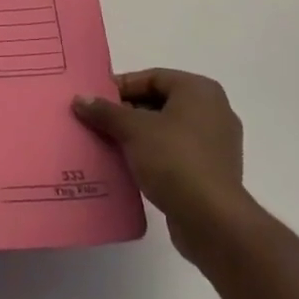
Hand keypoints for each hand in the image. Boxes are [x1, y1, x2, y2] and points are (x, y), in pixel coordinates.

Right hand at [73, 69, 247, 262]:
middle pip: (160, 103)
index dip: (122, 87)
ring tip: (110, 144)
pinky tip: (131, 167)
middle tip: (99, 122)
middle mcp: (214, 111)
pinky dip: (155, 156)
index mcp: (199, 90)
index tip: (96, 100)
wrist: (212, 220)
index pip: (152, 78)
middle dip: (128, 112)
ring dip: (139, 136)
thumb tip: (80, 99)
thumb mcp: (133, 130)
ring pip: (168, 130)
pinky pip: (177, 153)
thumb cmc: (174, 159)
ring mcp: (217, 143)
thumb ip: (106, 111)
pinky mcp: (214, 173)